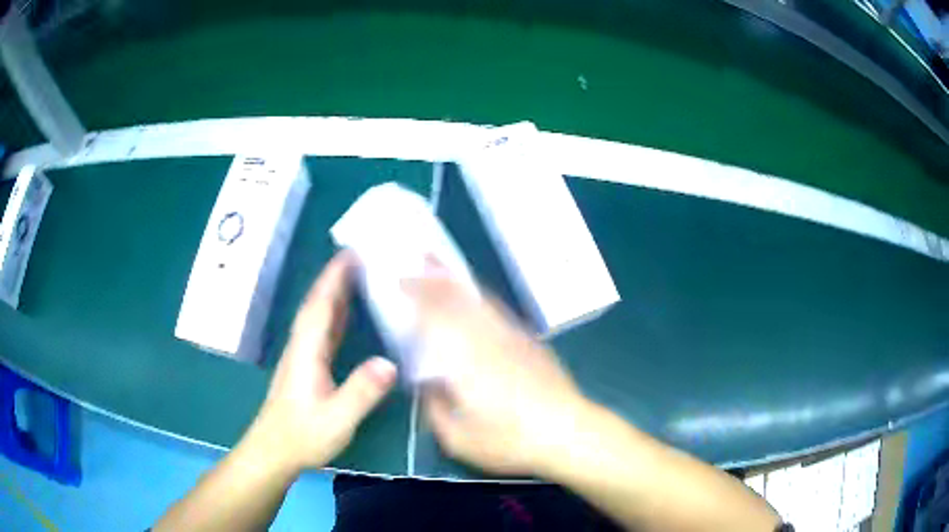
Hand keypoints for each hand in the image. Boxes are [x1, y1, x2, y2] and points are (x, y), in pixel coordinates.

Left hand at [242, 251, 397, 473]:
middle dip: (334, 278)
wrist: (275, 452)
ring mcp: (302, 358)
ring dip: (334, 293)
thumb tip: (390, 363)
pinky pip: (321, 331)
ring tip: (356, 275)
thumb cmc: (303, 435)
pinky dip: (334, 315)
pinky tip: (345, 315)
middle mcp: (302, 348)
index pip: (319, 307)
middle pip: (317, 305)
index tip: (349, 254)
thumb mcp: (337, 418)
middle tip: (359, 256)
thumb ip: (361, 392)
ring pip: (318, 316)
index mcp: (306, 352)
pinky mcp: (305, 368)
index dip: (333, 280)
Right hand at [406, 276, 589, 475]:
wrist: (568, 433)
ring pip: (481, 299)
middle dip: (436, 275)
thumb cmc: (510, 441)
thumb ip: (435, 409)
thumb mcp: (458, 439)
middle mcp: (488, 337)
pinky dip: (482, 298)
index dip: (416, 293)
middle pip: (459, 297)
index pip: (435, 314)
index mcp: (465, 358)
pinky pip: (499, 311)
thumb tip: (428, 387)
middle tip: (419, 257)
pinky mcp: (531, 343)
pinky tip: (478, 301)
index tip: (399, 281)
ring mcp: (513, 337)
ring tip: (443, 267)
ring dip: (459, 280)